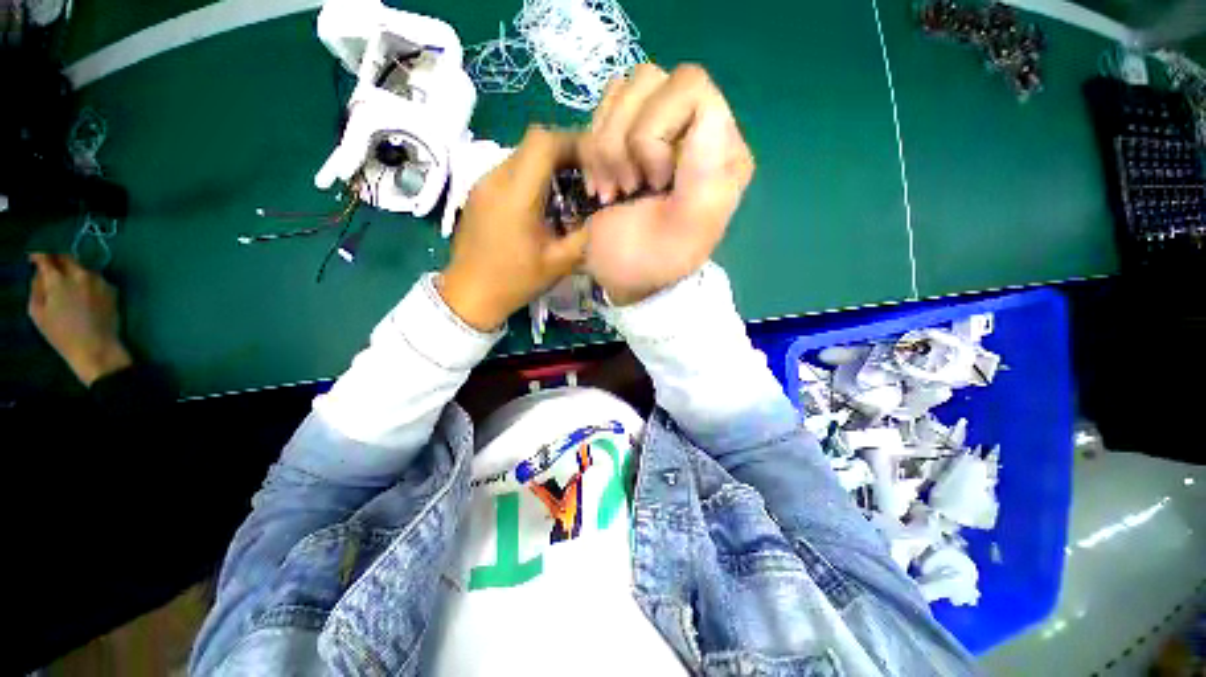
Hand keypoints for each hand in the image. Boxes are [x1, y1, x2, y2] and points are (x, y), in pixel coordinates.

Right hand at [28, 253, 131, 385]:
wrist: (96, 347)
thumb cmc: (61, 334)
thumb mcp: (38, 312)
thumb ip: (37, 288)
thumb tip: (40, 274)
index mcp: (59, 279)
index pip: (47, 258)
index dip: (39, 256)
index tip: (35, 259)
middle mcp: (81, 274)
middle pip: (67, 258)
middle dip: (57, 261)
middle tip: (51, 269)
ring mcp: (99, 280)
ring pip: (82, 267)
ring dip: (74, 271)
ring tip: (68, 285)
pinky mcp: (112, 289)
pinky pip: (96, 279)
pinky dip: (87, 282)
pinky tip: (84, 295)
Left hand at [441, 126, 589, 330]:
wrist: (469, 295)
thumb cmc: (515, 281)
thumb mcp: (559, 263)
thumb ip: (586, 234)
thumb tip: (605, 214)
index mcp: (516, 194)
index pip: (544, 142)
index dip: (574, 143)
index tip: (595, 162)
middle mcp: (496, 179)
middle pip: (534, 142)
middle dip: (566, 152)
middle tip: (588, 176)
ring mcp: (483, 183)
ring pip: (522, 154)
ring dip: (549, 164)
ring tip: (570, 188)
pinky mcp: (479, 193)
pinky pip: (510, 170)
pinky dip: (533, 175)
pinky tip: (545, 201)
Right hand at [577, 63, 753, 304]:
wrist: (622, 279)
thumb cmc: (653, 263)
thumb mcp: (685, 234)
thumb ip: (705, 180)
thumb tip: (709, 112)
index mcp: (721, 151)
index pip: (690, 87)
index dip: (655, 132)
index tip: (652, 183)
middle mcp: (693, 130)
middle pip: (648, 80)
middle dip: (624, 143)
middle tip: (628, 189)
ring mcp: (658, 129)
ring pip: (622, 90)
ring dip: (604, 148)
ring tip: (613, 191)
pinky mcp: (626, 137)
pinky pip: (601, 110)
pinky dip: (592, 149)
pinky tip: (600, 184)